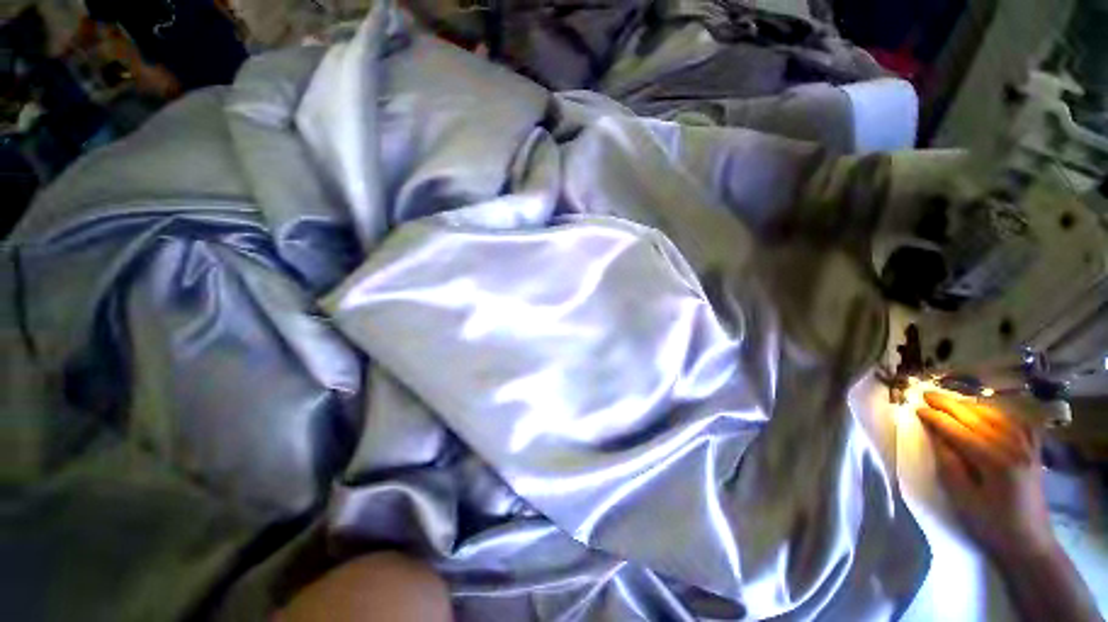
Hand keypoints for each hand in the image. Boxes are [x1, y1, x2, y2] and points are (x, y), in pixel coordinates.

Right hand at [916, 391, 1056, 561]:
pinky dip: (998, 412)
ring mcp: (1028, 447)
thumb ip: (949, 465)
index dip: (936, 419)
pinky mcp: (1034, 450)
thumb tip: (935, 436)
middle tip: (927, 394)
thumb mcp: (963, 499)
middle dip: (951, 405)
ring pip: (997, 416)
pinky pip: (1017, 422)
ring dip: (971, 405)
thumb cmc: (991, 524)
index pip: (960, 432)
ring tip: (951, 400)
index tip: (916, 407)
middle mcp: (1015, 448)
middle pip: (979, 419)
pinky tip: (987, 410)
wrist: (1029, 542)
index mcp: (996, 463)